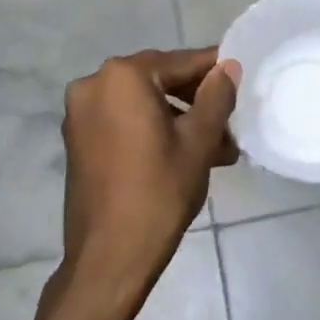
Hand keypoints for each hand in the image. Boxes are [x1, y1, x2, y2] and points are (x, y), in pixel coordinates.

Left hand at [55, 48, 238, 319]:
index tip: (241, 77)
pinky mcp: (78, 139)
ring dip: (179, 119)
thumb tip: (228, 67)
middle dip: (197, 100)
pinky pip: (124, 121)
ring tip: (217, 150)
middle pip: (159, 80)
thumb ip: (216, 97)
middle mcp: (94, 84)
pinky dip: (153, 130)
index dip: (214, 70)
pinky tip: (185, 154)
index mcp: (123, 77)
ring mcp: (81, 113)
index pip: (180, 62)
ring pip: (143, 103)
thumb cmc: (159, 193)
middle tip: (231, 124)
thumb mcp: (199, 142)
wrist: (108, 257)